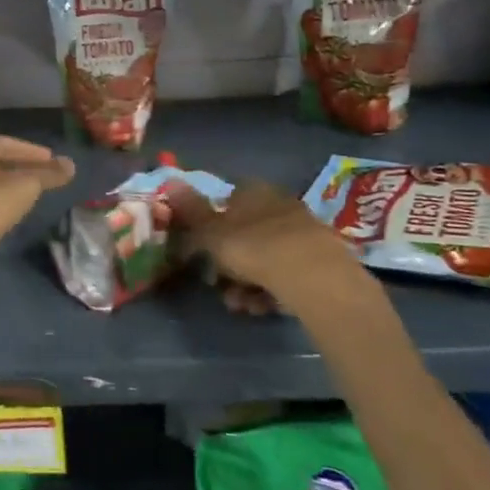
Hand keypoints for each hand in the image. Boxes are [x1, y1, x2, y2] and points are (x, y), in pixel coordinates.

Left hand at [0, 136, 75, 296]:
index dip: (33, 152)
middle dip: (19, 167)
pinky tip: (5, 214)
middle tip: (43, 176)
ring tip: (28, 195)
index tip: (53, 160)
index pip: (8, 143)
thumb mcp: (24, 187)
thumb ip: (48, 174)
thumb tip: (71, 164)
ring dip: (5, 186)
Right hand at [165, 179, 378, 318]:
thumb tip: (170, 182)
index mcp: (252, 191)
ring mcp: (301, 232)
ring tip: (241, 305)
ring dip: (245, 283)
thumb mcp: (212, 232)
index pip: (226, 201)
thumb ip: (190, 212)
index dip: (210, 226)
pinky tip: (262, 307)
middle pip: (244, 234)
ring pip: (263, 257)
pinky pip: (284, 273)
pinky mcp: (320, 259)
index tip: (201, 252)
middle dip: (227, 264)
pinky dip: (270, 290)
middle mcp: (277, 204)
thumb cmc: (255, 247)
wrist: (315, 277)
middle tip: (218, 286)